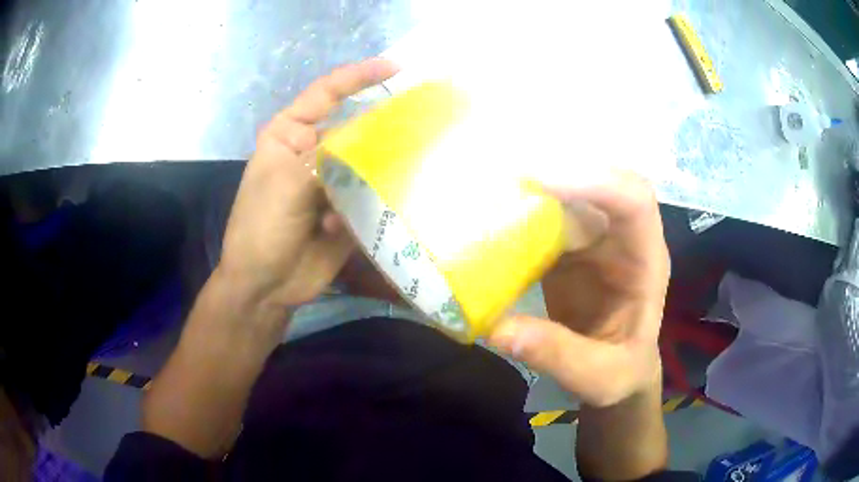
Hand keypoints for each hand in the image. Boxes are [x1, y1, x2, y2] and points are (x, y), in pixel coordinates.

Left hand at [217, 59, 398, 312]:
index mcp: (289, 134)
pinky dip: (382, 194)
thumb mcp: (287, 183)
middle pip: (353, 125)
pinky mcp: (347, 208)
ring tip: (415, 160)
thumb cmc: (262, 227)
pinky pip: (372, 192)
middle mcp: (312, 151)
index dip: (358, 76)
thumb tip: (374, 133)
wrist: (266, 286)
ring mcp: (331, 180)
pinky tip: (391, 202)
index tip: (395, 67)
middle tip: (423, 116)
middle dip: (383, 122)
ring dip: (386, 162)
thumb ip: (329, 155)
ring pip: (367, 159)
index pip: (325, 93)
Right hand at [488, 170, 668, 406]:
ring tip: (493, 185)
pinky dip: (522, 212)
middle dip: (561, 168)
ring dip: (537, 186)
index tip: (543, 180)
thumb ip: (558, 355)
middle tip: (508, 170)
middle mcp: (624, 239)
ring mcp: (597, 240)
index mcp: (646, 261)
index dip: (596, 182)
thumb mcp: (599, 377)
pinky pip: (549, 217)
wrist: (617, 370)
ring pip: (573, 193)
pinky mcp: (572, 249)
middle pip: (602, 181)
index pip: (635, 201)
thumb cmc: (622, 372)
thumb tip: (499, 328)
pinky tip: (494, 214)